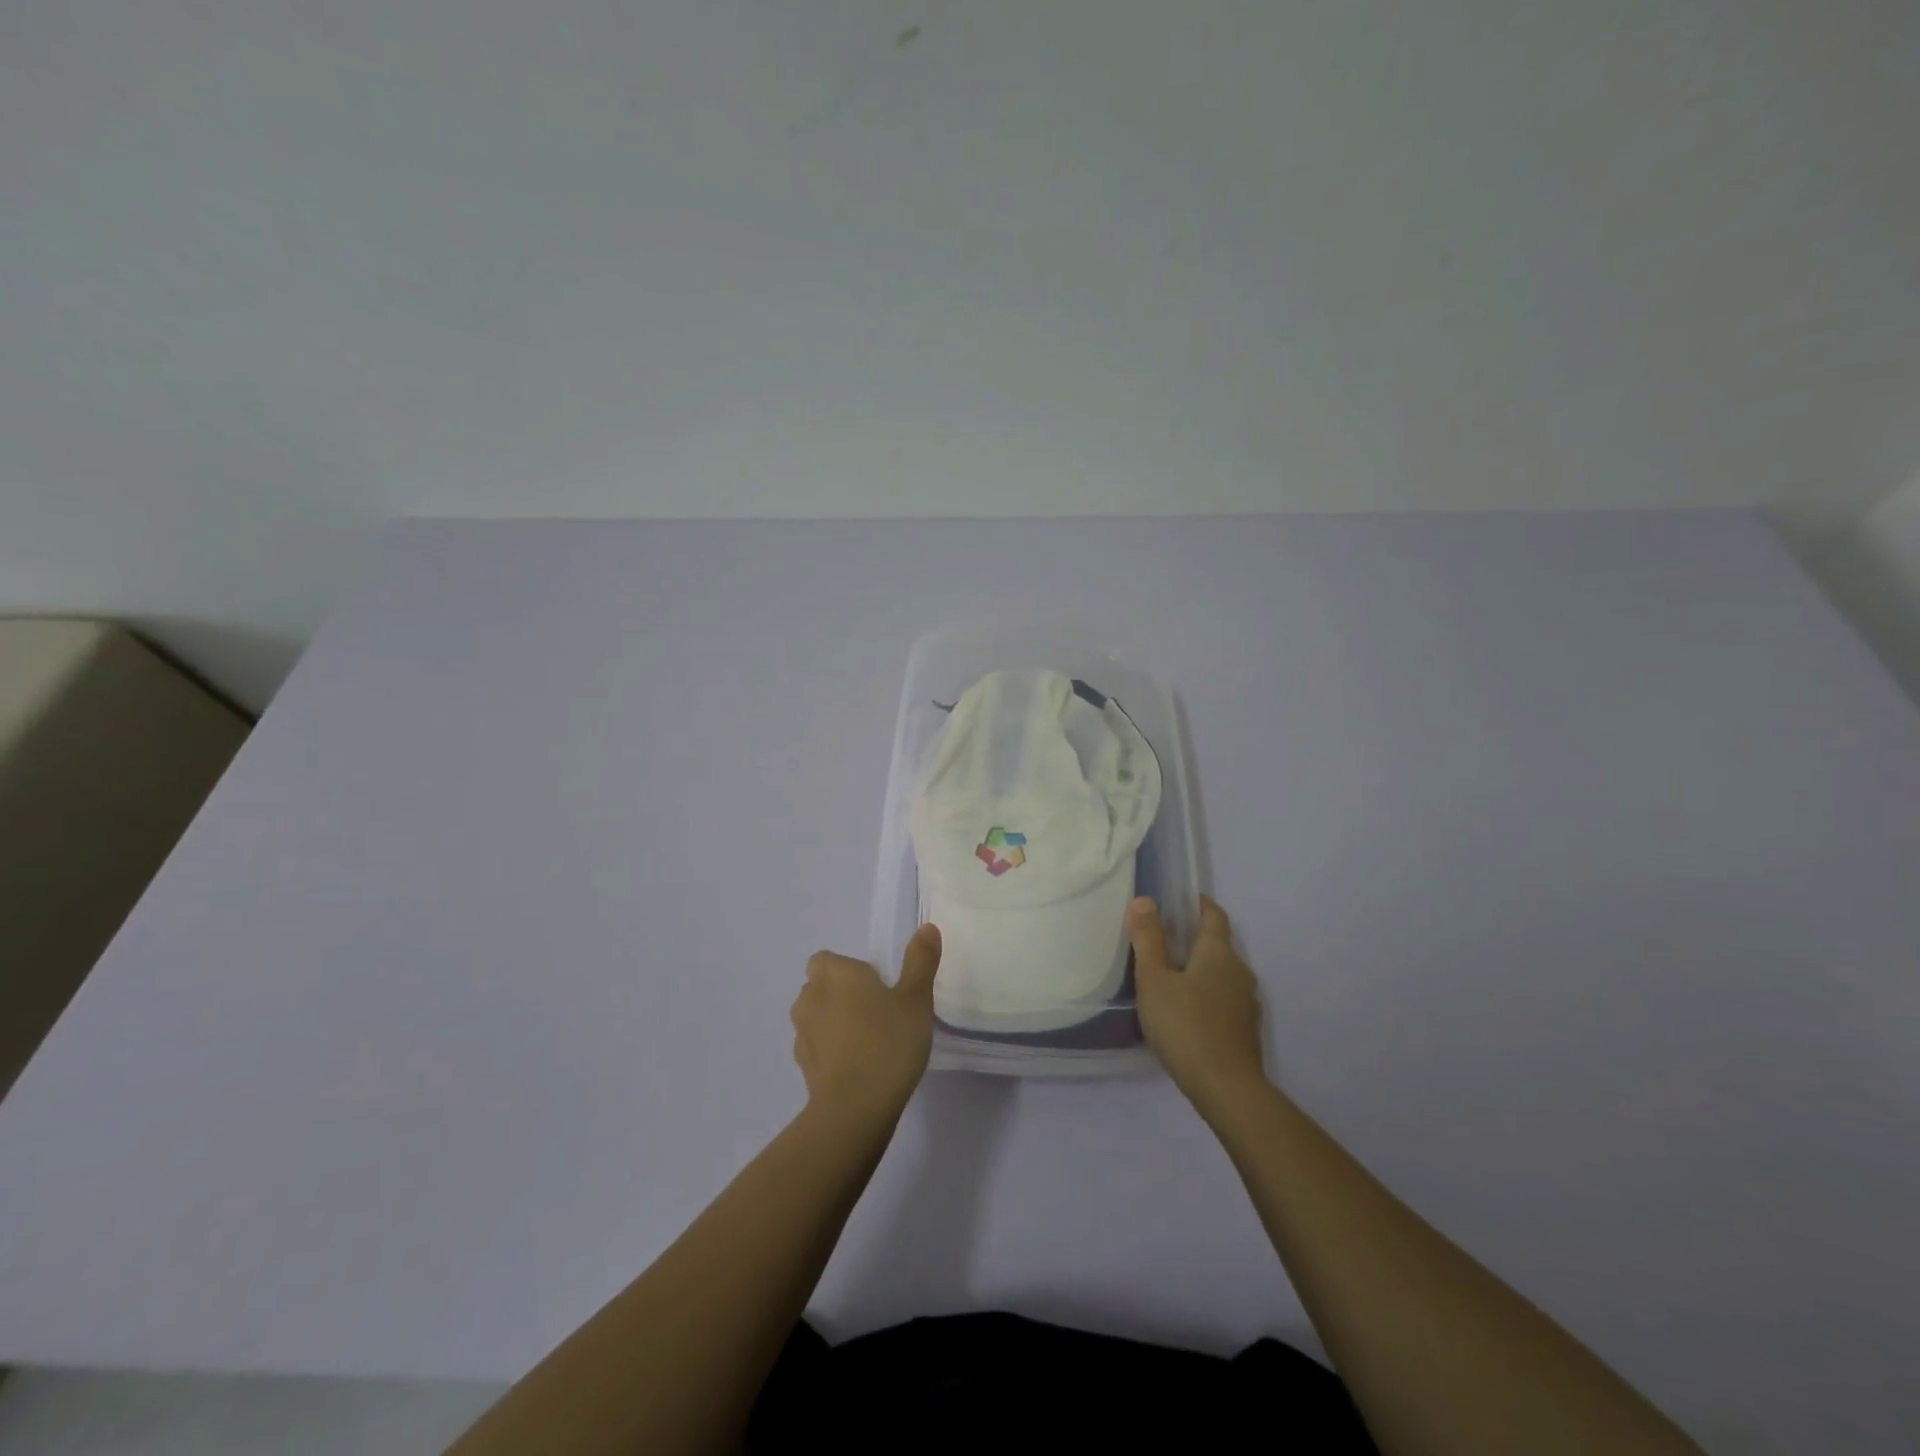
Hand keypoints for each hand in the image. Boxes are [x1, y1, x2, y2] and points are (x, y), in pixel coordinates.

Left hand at [791, 925, 940, 1125]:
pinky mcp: (803, 1067)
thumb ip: (920, 961)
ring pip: (816, 1018)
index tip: (878, 987)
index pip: (829, 960)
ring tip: (869, 1042)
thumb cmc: (888, 1042)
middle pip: (820, 987)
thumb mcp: (916, 998)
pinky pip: (818, 1048)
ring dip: (834, 1023)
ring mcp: (802, 1034)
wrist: (855, 1108)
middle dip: (841, 995)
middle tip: (877, 1012)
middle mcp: (810, 997)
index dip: (850, 970)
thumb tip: (927, 928)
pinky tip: (858, 1067)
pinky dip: (832, 1052)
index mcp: (834, 973)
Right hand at [1129, 895, 1266, 1115]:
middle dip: (1194, 939)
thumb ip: (1148, 939)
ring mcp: (1247, 1003)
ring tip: (1171, 978)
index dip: (1200, 904)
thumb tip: (1145, 900)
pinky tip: (1187, 1012)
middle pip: (1218, 945)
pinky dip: (1207, 995)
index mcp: (1219, 953)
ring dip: (1200, 970)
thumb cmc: (1185, 1025)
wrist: (1226, 1088)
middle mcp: (1239, 971)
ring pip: (1222, 974)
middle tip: (1163, 940)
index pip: (1214, 916)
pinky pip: (1224, 999)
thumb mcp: (1154, 979)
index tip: (1182, 900)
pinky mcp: (1246, 1030)